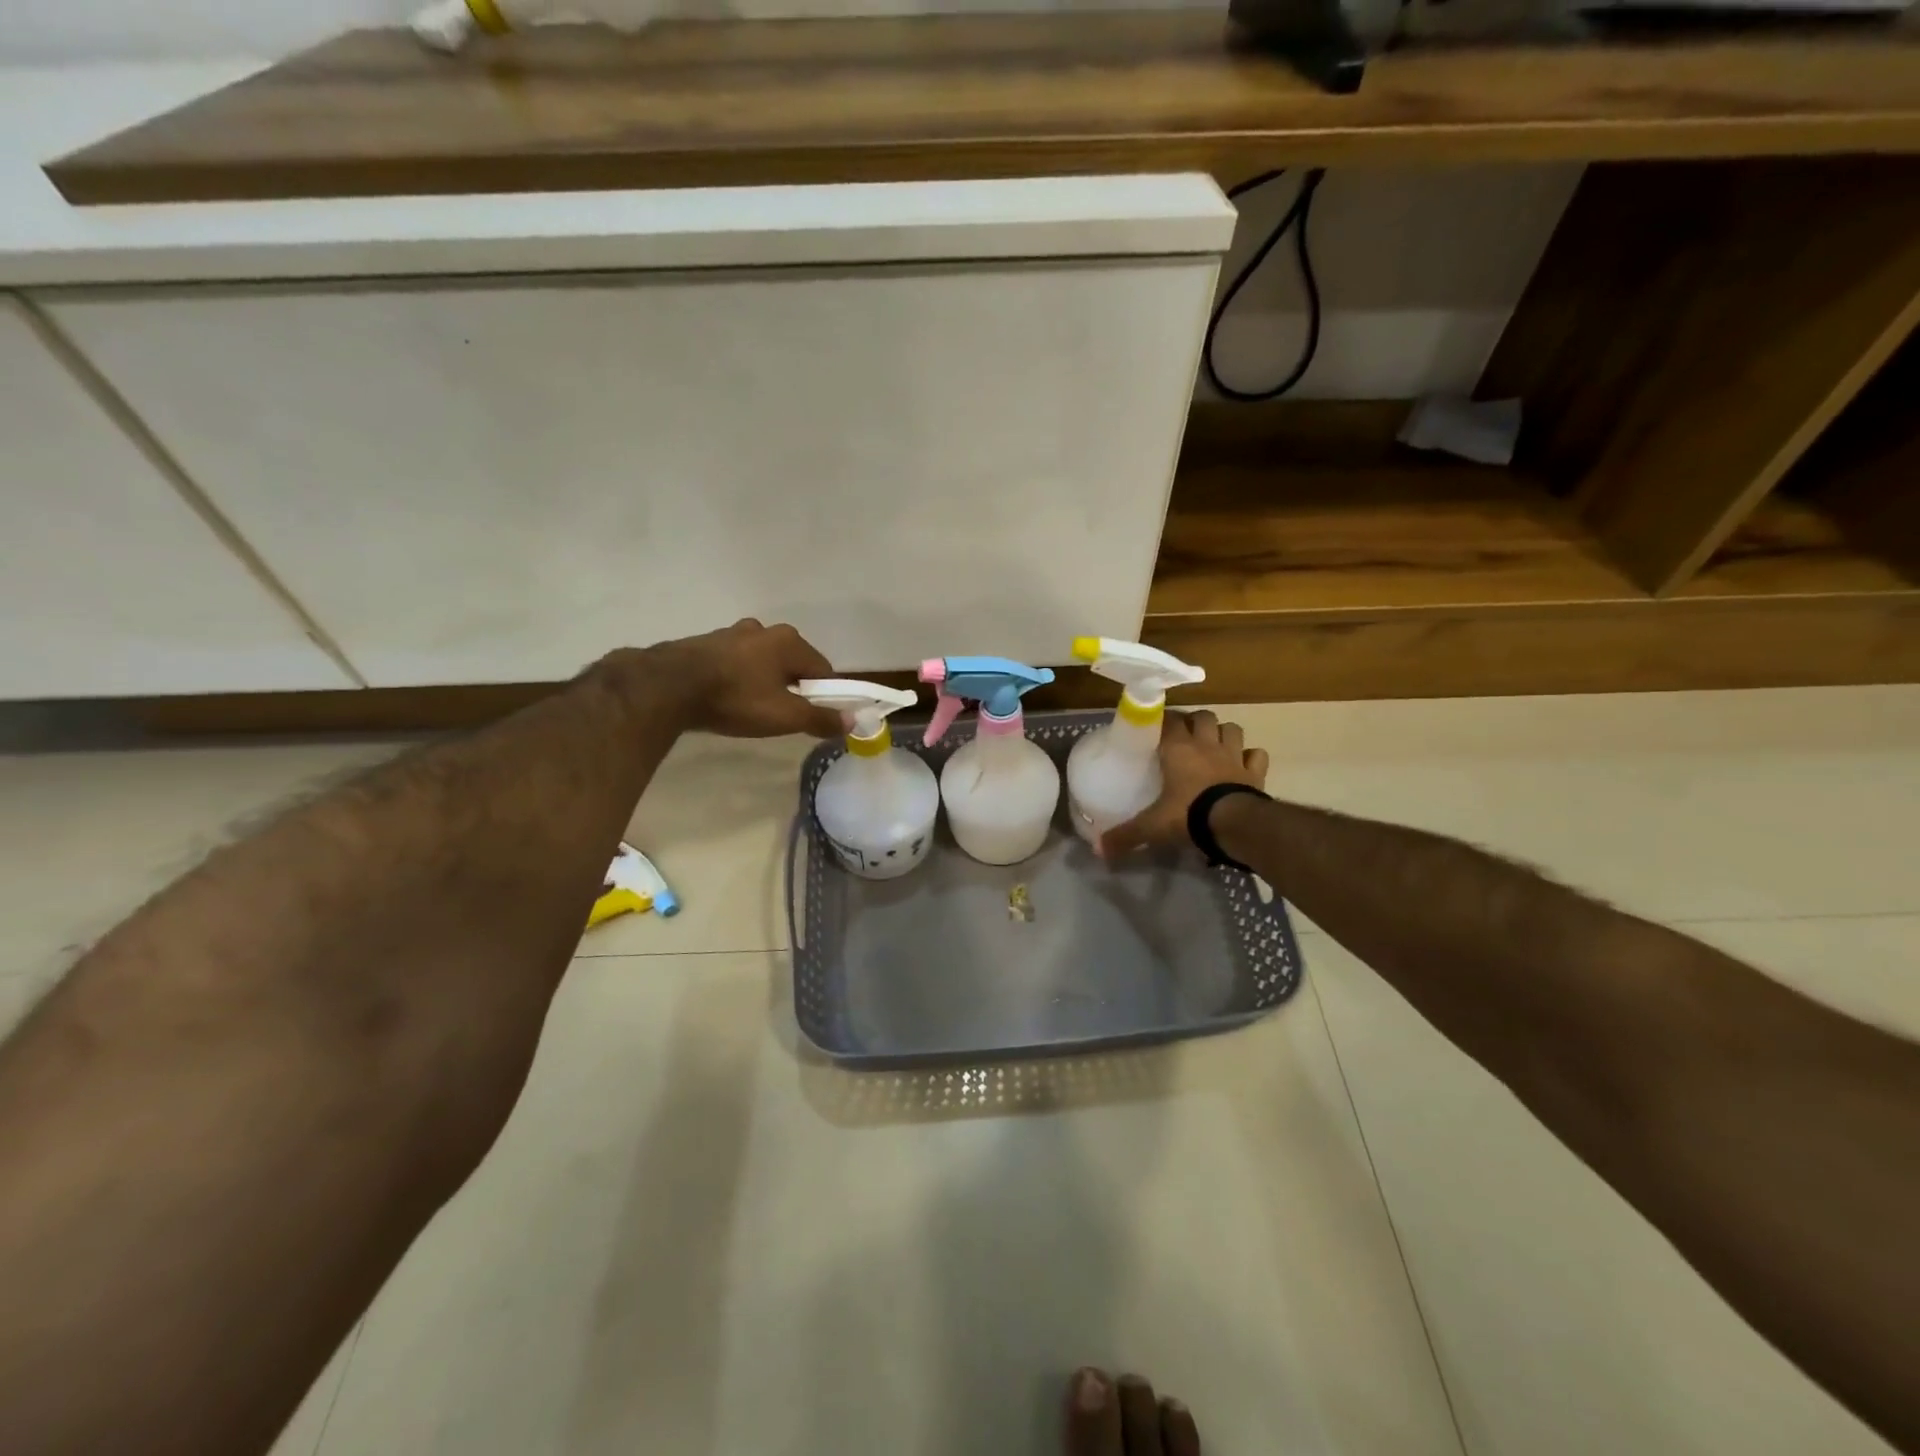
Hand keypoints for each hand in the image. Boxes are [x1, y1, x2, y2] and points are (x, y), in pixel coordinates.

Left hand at [643, 619, 843, 738]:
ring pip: (762, 661)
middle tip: (784, 715)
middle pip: (792, 662)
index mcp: (790, 642)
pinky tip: (727, 697)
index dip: (826, 695)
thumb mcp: (785, 716)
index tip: (817, 717)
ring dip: (764, 680)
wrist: (668, 686)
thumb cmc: (737, 699)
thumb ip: (821, 718)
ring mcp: (732, 633)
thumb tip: (853, 721)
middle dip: (794, 686)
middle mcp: (764, 630)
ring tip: (752, 707)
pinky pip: (735, 662)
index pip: (823, 670)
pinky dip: (738, 678)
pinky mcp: (705, 643)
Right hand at [1101, 710, 1268, 858]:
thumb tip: (1099, 851)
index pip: (1169, 720)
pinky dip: (1251, 757)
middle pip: (1204, 716)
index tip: (1155, 728)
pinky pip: (1257, 755)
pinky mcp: (1255, 771)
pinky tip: (1243, 765)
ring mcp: (1234, 756)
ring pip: (1232, 729)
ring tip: (1215, 745)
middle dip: (1196, 722)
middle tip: (1187, 736)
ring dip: (1224, 733)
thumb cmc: (1188, 815)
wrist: (1234, 824)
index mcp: (1178, 749)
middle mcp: (1206, 745)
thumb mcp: (1151, 826)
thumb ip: (1125, 835)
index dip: (1163, 720)